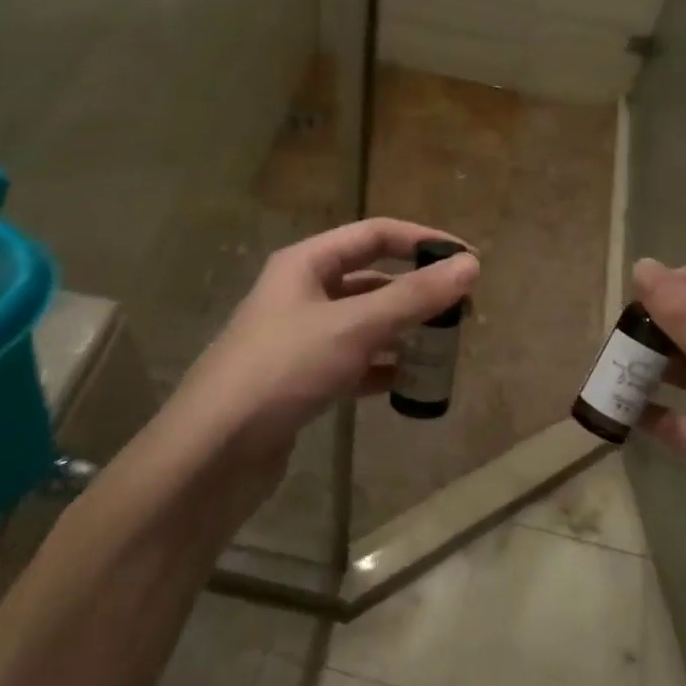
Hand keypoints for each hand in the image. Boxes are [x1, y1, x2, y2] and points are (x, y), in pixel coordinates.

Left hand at [159, 219, 478, 485]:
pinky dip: (383, 368)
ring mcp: (301, 338)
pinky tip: (411, 385)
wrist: (215, 450)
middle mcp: (302, 293)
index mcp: (306, 263)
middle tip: (463, 311)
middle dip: (417, 292)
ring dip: (403, 331)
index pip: (375, 235)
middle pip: (371, 279)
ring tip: (445, 348)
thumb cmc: (284, 368)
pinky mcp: (302, 379)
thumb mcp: (354, 326)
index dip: (423, 241)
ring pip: (365, 323)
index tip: (469, 259)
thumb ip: (413, 297)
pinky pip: (354, 362)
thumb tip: (471, 264)